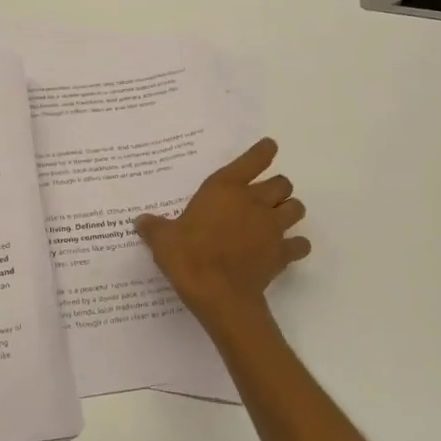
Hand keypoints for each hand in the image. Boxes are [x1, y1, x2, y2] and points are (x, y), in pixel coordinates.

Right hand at [135, 138, 309, 319]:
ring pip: (296, 208)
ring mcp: (272, 227)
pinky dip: (296, 246)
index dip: (263, 151)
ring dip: (289, 211)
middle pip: (283, 183)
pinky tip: (285, 251)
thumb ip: (154, 227)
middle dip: (277, 188)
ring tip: (276, 220)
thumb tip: (141, 221)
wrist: (218, 293)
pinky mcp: (282, 253)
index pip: (254, 159)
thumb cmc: (188, 256)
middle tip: (263, 198)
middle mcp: (254, 201)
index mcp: (226, 188)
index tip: (269, 147)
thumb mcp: (162, 239)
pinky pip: (300, 244)